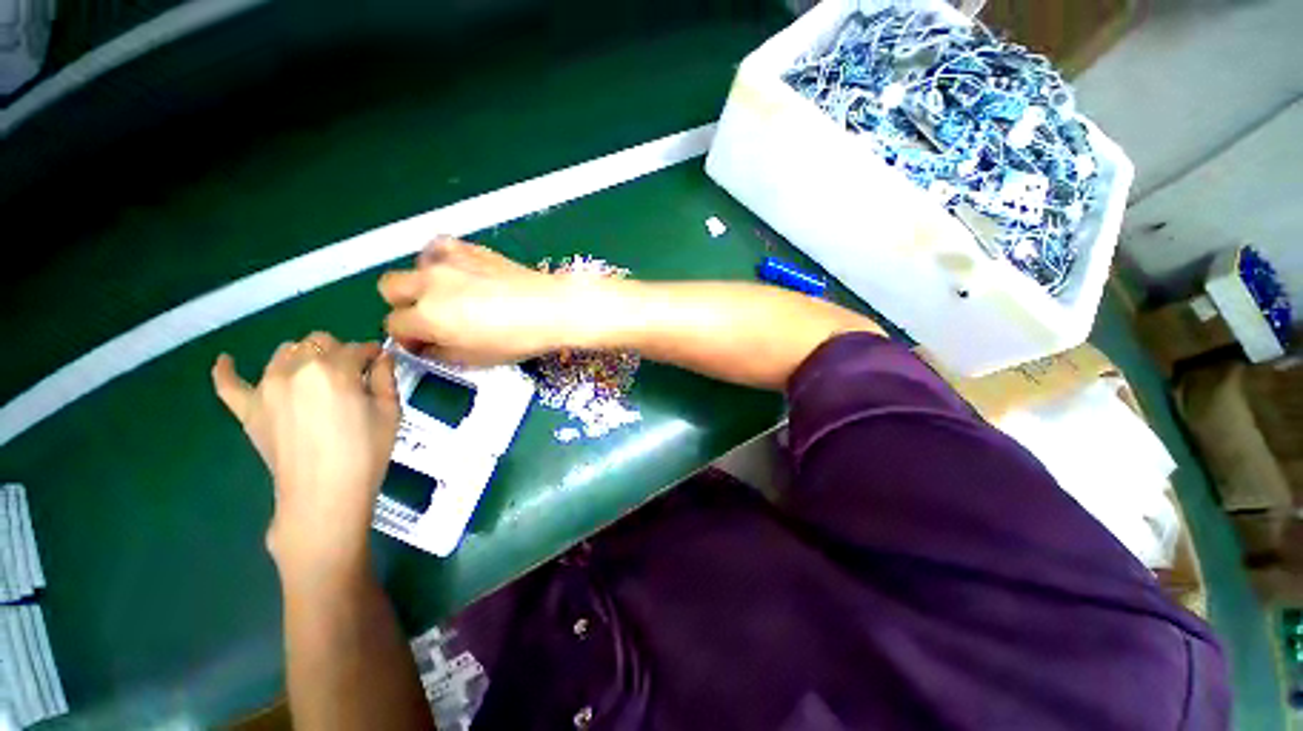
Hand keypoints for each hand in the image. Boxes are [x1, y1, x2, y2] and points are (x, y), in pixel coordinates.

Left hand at [211, 333, 399, 576]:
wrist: (324, 494)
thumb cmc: (366, 452)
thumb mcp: (390, 412)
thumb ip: (385, 378)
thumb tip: (381, 357)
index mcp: (335, 370)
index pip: (357, 348)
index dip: (372, 354)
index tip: (380, 364)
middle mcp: (296, 370)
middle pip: (319, 342)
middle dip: (339, 352)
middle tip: (353, 376)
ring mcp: (266, 388)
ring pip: (285, 352)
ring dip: (304, 358)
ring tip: (317, 379)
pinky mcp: (248, 409)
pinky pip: (228, 384)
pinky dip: (226, 370)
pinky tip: (226, 361)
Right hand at [379, 237, 583, 365]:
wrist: (551, 308)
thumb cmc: (517, 339)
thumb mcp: (475, 358)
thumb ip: (441, 352)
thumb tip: (427, 345)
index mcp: (428, 315)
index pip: (394, 325)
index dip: (408, 338)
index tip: (425, 344)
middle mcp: (429, 283)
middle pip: (390, 289)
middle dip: (404, 307)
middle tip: (431, 320)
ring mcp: (448, 260)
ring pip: (412, 266)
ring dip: (421, 282)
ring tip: (448, 295)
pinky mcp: (469, 248)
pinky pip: (439, 248)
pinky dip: (441, 261)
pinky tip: (460, 273)